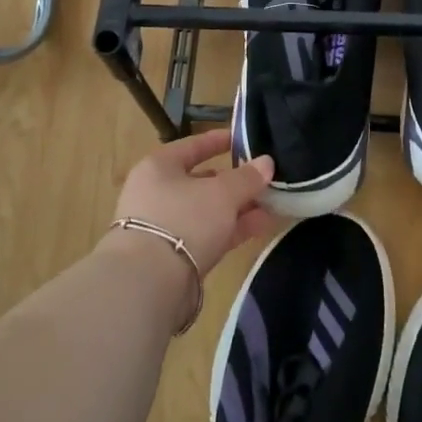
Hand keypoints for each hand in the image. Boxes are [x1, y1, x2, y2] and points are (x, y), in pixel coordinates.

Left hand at [113, 129, 275, 277]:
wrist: (149, 283)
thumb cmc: (183, 219)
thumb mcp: (222, 193)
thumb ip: (247, 177)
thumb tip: (267, 162)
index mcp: (159, 168)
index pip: (192, 146)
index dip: (218, 141)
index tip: (243, 138)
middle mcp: (157, 194)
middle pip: (201, 181)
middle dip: (235, 182)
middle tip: (264, 178)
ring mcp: (164, 227)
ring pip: (207, 211)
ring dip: (239, 208)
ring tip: (273, 204)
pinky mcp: (173, 257)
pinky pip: (208, 235)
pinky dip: (232, 229)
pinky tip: (262, 226)